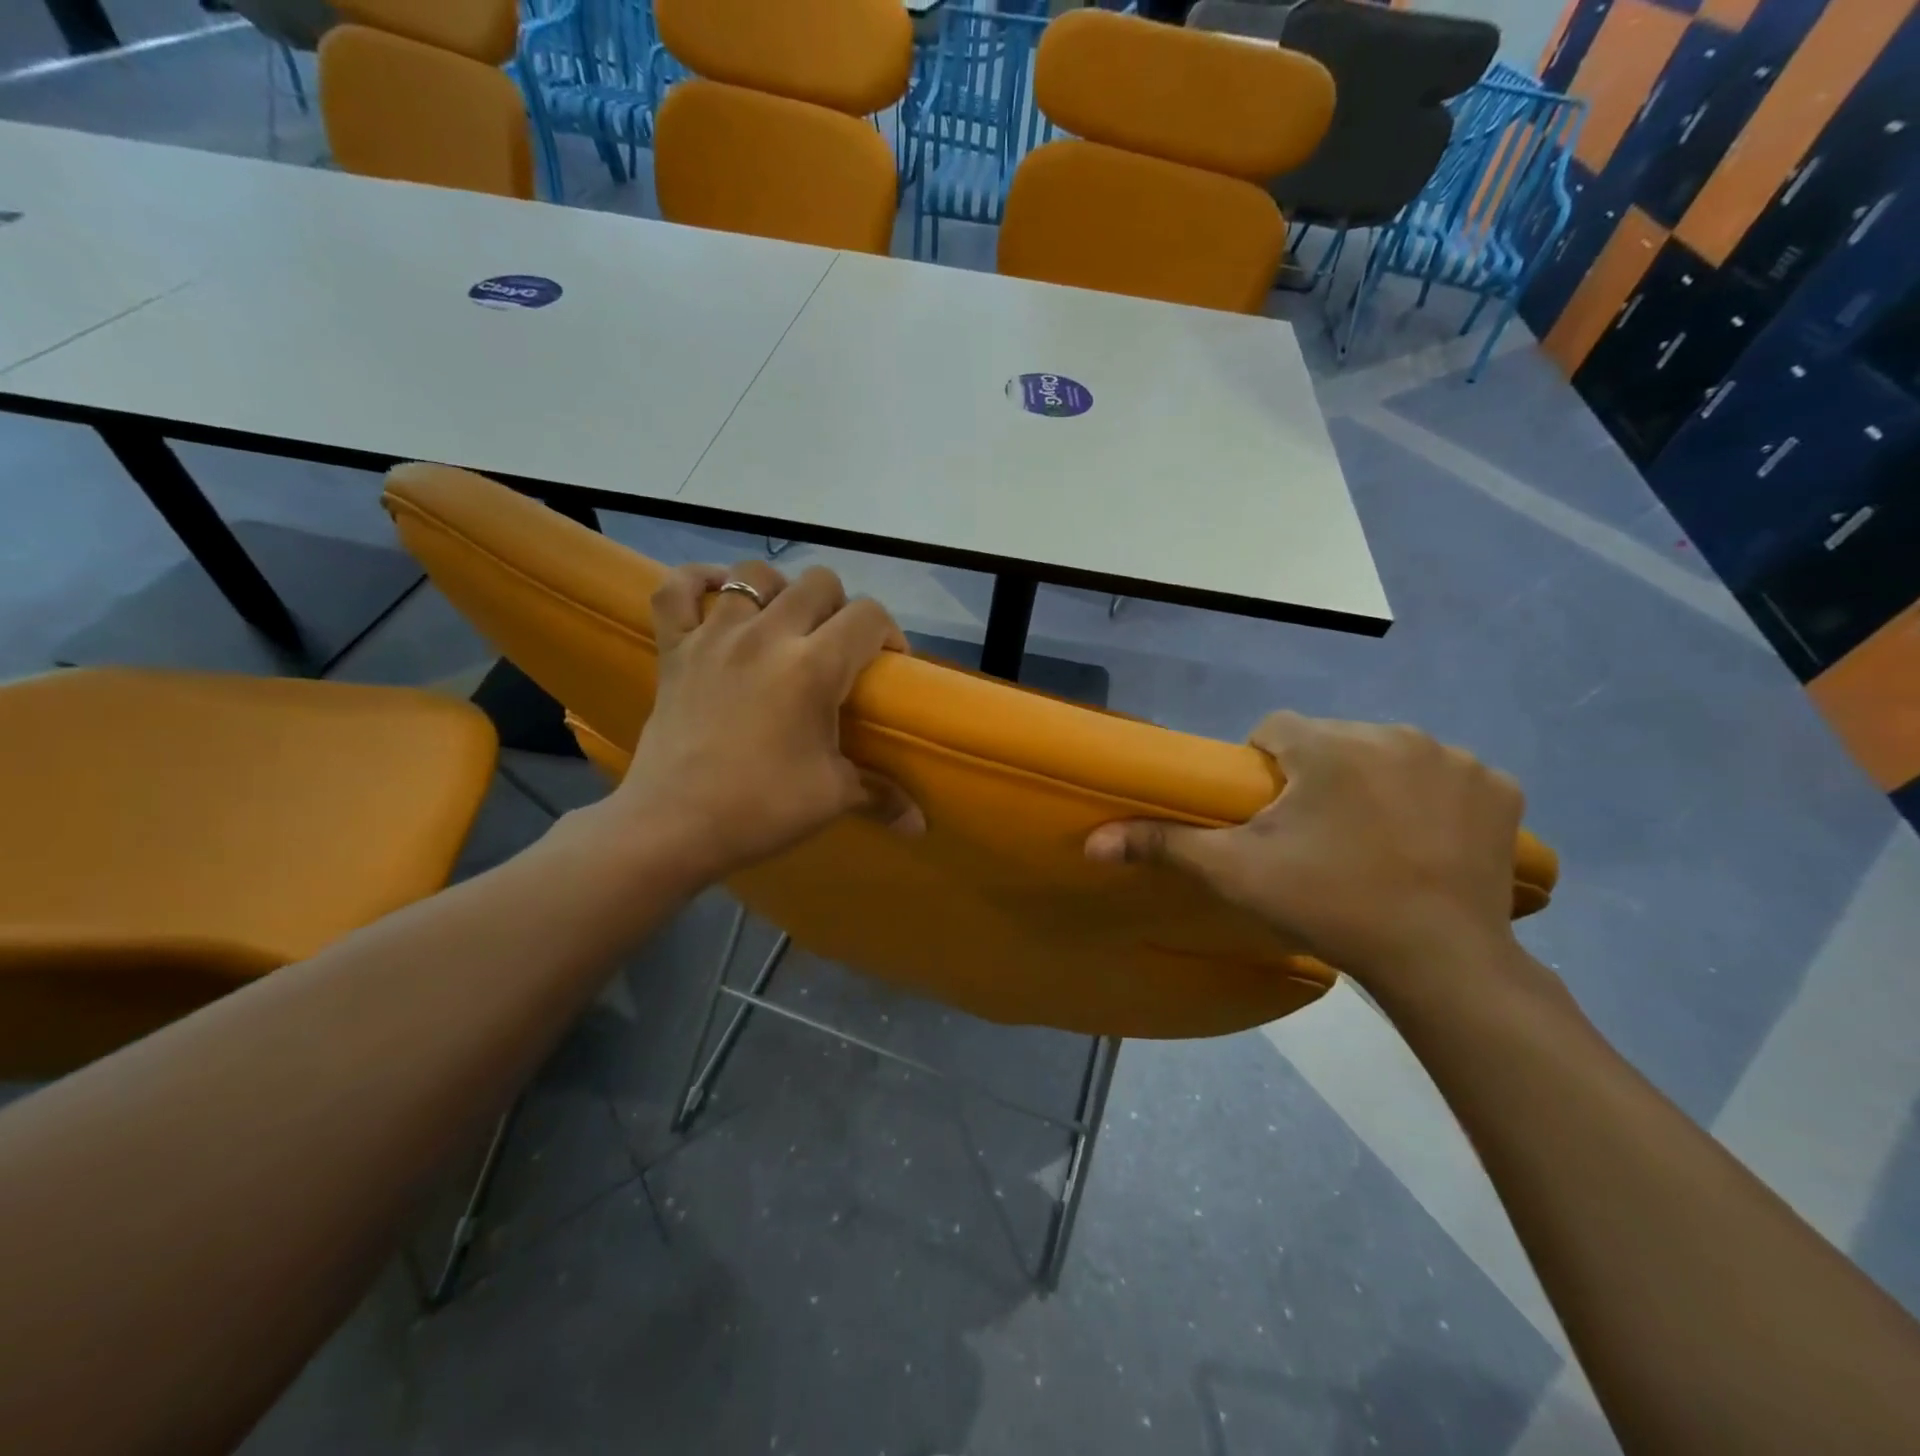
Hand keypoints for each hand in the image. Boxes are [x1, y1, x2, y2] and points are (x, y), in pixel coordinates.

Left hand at [576, 559, 921, 883]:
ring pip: (753, 574)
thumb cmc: (761, 808)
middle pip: (818, 582)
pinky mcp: (675, 648)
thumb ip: (882, 796)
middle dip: (839, 607)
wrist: (673, 825)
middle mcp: (767, 635)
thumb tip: (920, 825)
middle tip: (837, 647)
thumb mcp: (832, 797)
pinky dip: (696, 582)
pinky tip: (716, 593)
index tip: (887, 663)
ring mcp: (715, 636)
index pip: (869, 617)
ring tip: (783, 622)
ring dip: (779, 590)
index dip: (888, 632)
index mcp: (814, 667)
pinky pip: (676, 589)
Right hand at [1085, 711, 1524, 998]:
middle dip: (1316, 776)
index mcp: (1327, 745)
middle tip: (1314, 837)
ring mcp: (1454, 758)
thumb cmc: (1328, 906)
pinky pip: (1446, 776)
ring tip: (1369, 841)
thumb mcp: (1235, 874)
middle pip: (1332, 741)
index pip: (1274, 730)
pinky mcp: (1499, 787)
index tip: (1266, 814)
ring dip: (1371, 783)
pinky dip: (1430, 798)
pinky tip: (1424, 842)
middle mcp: (1393, 733)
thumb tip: (1092, 840)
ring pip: (1388, 754)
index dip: (1261, 768)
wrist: (1442, 963)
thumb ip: (1162, 844)